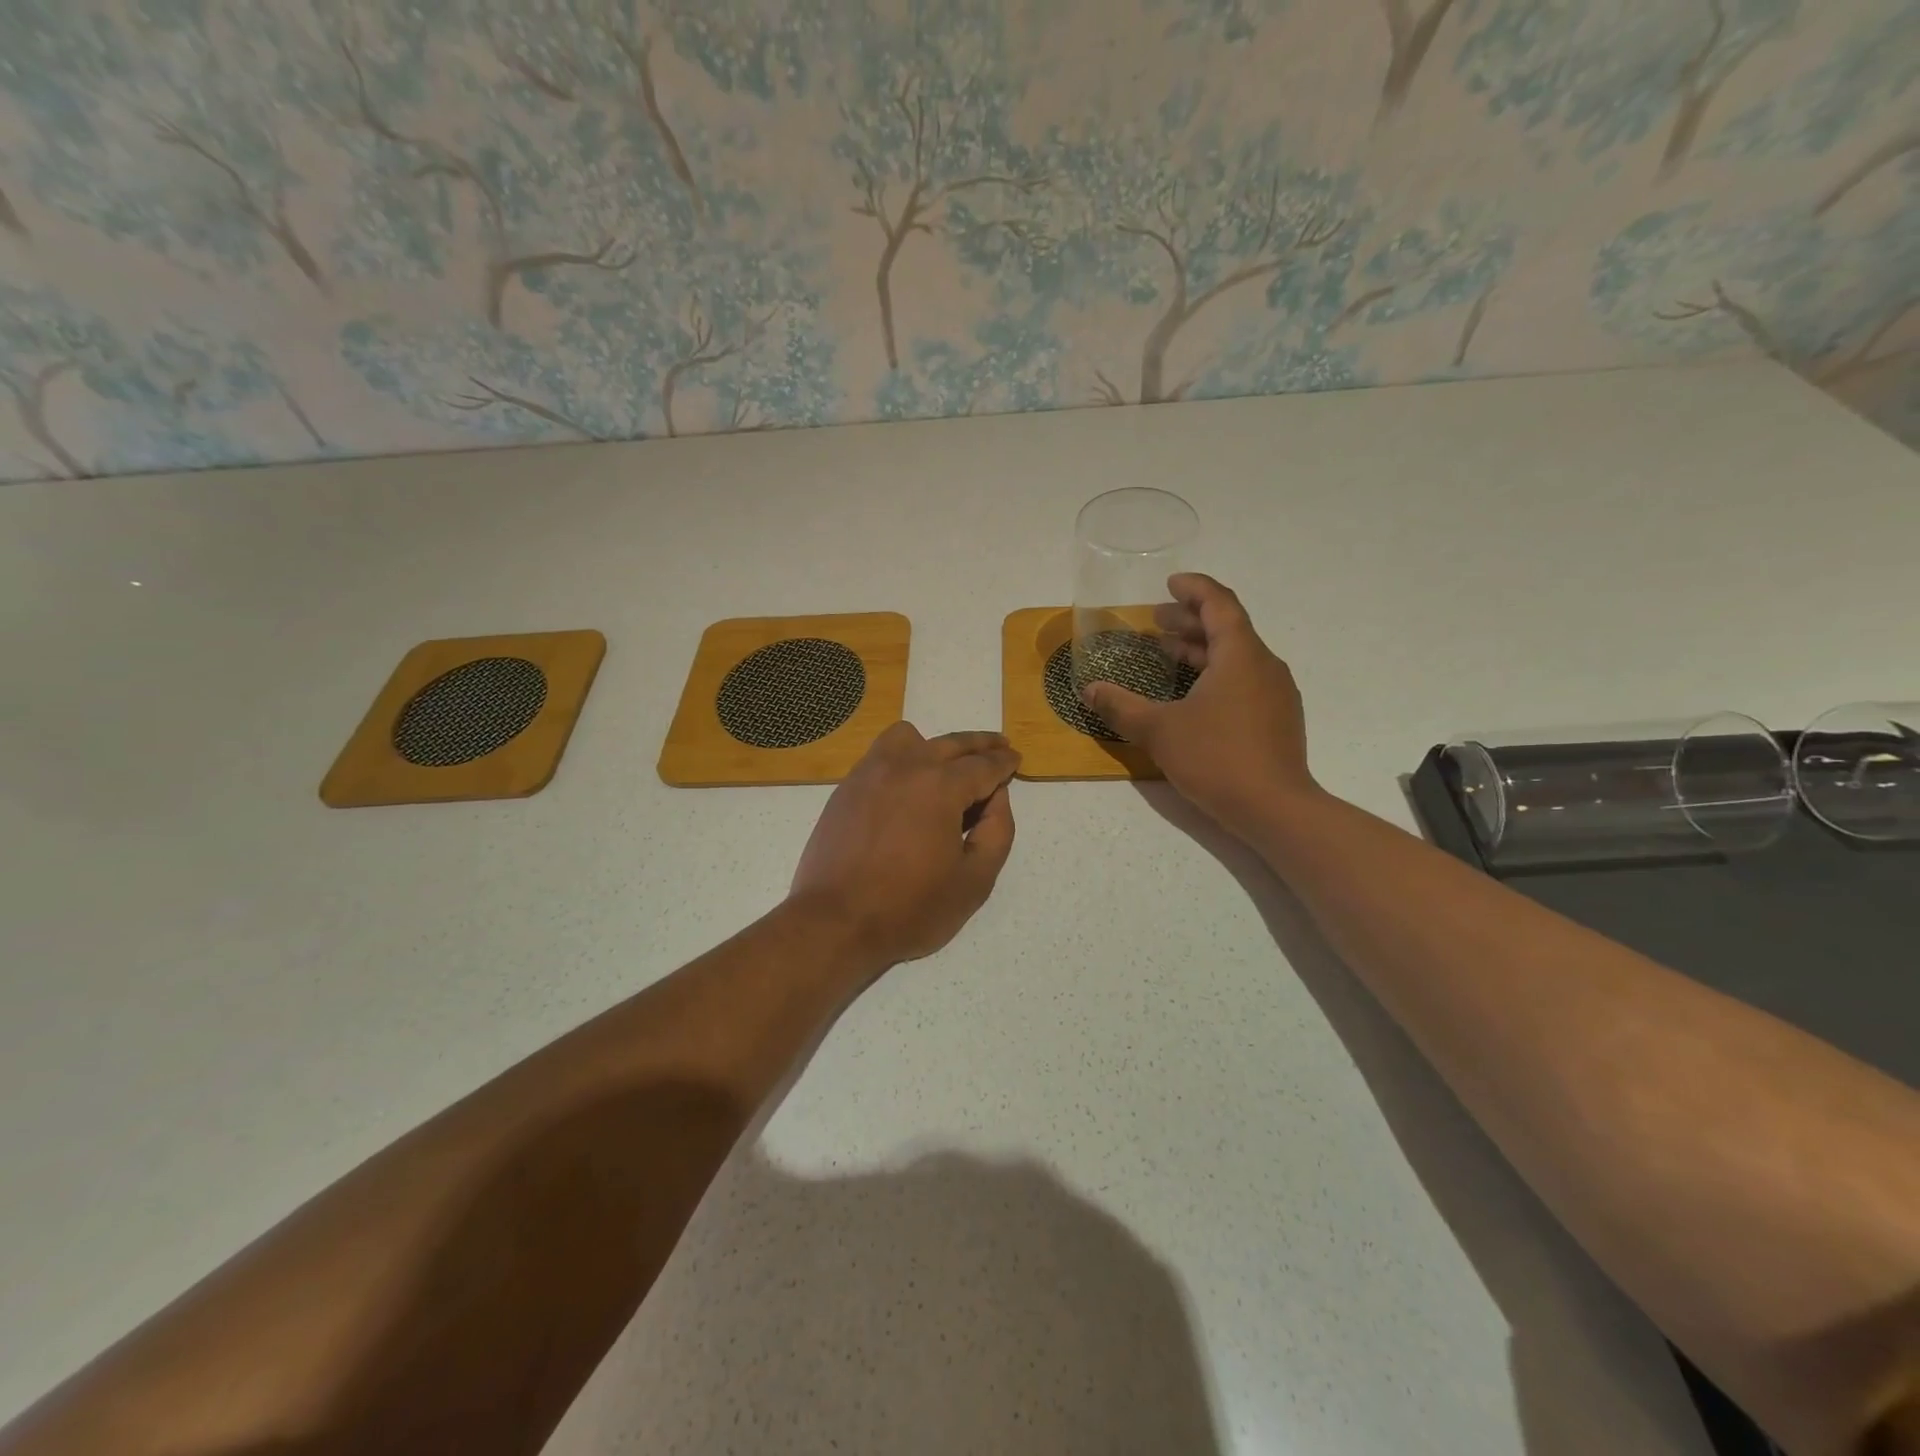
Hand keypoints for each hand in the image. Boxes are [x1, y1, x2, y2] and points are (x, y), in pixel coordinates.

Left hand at [789, 723, 1019, 966]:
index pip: (983, 765)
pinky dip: (903, 757)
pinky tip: (909, 784)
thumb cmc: (910, 908)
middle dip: (981, 745)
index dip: (1004, 763)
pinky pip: (881, 755)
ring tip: (948, 766)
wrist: (835, 922)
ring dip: (936, 745)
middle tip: (999, 747)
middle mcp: (905, 766)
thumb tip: (997, 797)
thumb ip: (997, 832)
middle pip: (952, 743)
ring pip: (910, 737)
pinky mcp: (847, 788)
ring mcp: (870, 773)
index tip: (1015, 759)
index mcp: (940, 786)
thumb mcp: (974, 881)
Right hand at [1082, 573, 1318, 840]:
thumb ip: (1121, 707)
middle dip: (1190, 621)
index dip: (1194, 588)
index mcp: (1240, 655)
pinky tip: (1193, 696)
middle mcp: (1264, 665)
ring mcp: (1275, 694)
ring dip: (1202, 650)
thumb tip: (1089, 690)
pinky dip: (1216, 675)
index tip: (1169, 583)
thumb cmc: (1216, 758)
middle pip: (1228, 629)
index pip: (1219, 603)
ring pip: (1237, 657)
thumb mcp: (1158, 730)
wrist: (1275, 809)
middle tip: (1157, 622)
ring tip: (1169, 655)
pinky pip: (1244, 681)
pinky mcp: (1277, 720)